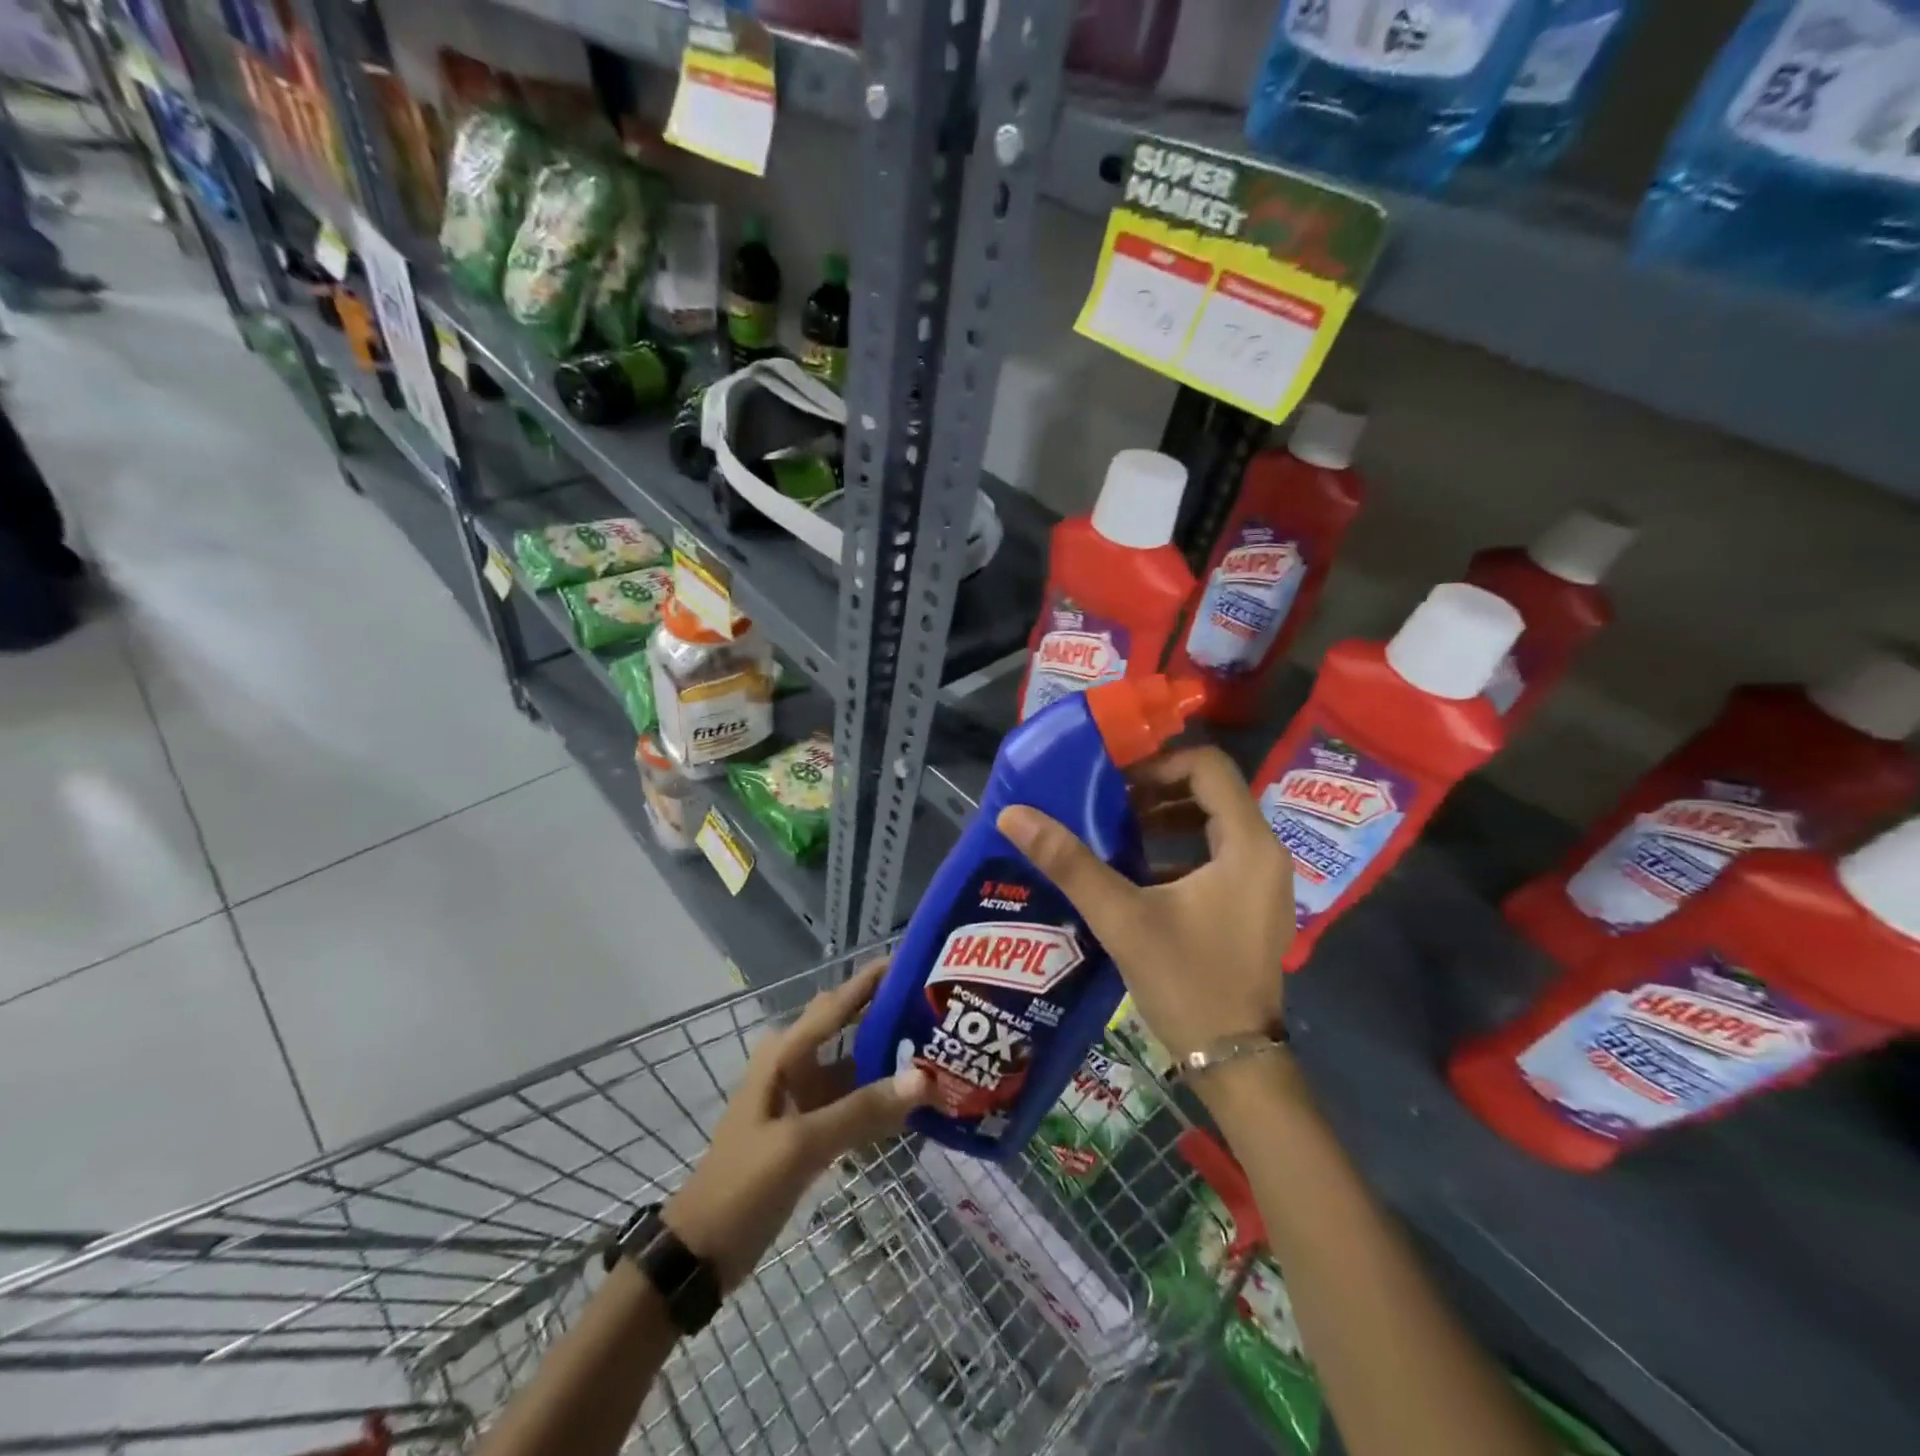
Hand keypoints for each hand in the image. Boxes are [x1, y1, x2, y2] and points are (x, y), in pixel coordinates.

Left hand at [663, 961, 929, 1288]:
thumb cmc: (743, 1184)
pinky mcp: (810, 1129)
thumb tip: (923, 1078)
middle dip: (887, 1015)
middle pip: (849, 1027)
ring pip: (854, 1066)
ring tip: (938, 1050)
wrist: (702, 1251)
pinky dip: (880, 1099)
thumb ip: (861, 1110)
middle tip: (936, 1009)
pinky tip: (915, 1104)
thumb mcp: (801, 1144)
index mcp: (785, 1054)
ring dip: (889, 1060)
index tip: (913, 960)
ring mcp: (804, 1098)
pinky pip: (853, 1102)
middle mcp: (796, 1064)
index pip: (837, 1003)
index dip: (871, 980)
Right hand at [997, 746, 1292, 1062]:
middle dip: (1157, 790)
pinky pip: (1217, 857)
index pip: (1208, 766)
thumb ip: (1069, 863)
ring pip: (1214, 825)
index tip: (1112, 779)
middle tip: (1107, 802)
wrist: (1235, 1064)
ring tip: (1116, 832)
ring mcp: (1264, 883)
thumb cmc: (1186, 982)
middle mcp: (1266, 853)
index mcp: (1248, 844)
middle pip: (1211, 792)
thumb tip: (1014, 815)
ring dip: (1166, 820)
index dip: (1158, 763)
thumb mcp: (1122, 918)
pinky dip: (1179, 852)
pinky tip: (1137, 873)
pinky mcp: (1253, 907)